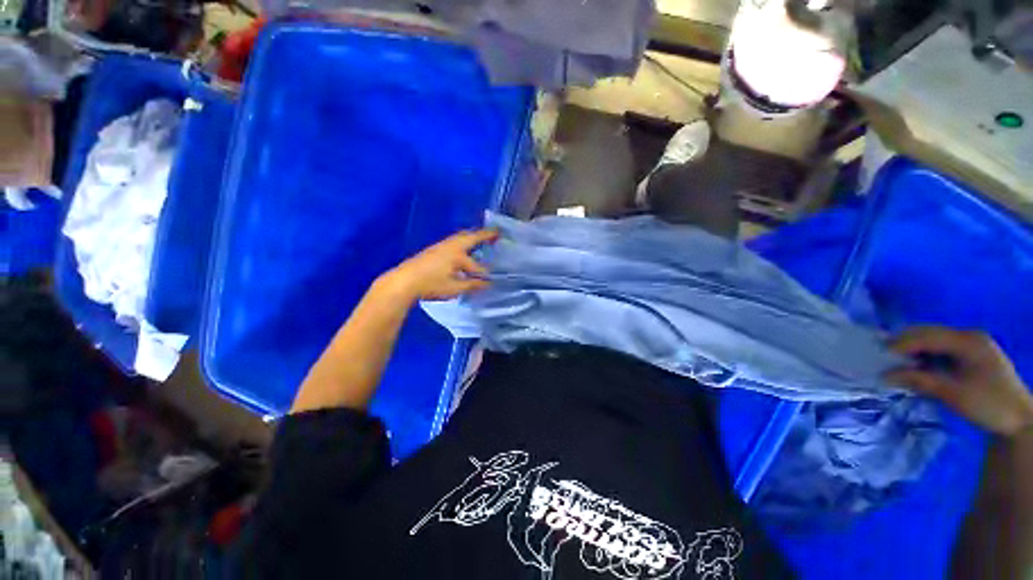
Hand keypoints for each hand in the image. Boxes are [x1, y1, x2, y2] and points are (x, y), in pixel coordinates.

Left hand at [377, 229, 497, 301]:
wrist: (403, 281)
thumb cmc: (431, 284)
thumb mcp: (454, 288)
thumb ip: (472, 285)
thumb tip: (487, 283)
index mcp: (457, 254)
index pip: (476, 265)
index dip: (484, 273)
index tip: (491, 278)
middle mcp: (450, 246)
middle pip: (470, 237)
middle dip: (484, 235)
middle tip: (496, 233)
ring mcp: (440, 246)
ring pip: (460, 238)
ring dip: (472, 238)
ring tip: (480, 240)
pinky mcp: (432, 250)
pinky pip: (453, 242)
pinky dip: (463, 243)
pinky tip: (461, 253)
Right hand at [888, 327, 1032, 437]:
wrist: (1019, 420)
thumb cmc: (987, 405)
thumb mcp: (953, 394)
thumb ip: (920, 381)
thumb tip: (884, 375)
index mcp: (968, 341)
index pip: (926, 336)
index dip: (901, 343)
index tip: (878, 354)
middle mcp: (969, 336)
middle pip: (928, 333)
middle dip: (904, 343)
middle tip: (882, 356)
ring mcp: (971, 344)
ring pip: (933, 339)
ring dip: (913, 349)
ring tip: (896, 362)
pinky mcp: (971, 354)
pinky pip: (941, 348)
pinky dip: (925, 355)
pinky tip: (917, 366)